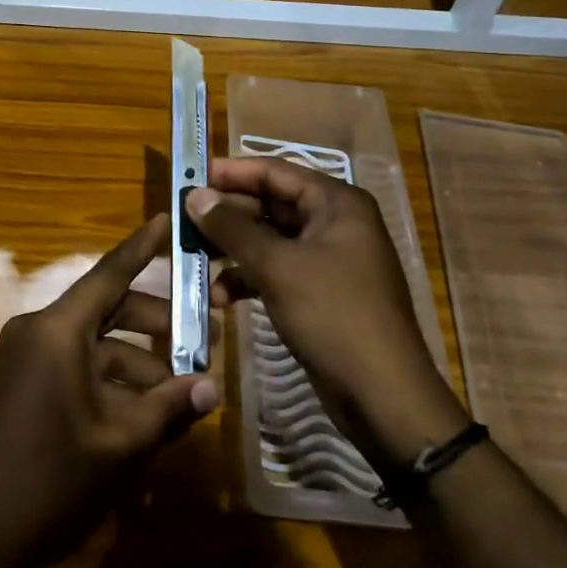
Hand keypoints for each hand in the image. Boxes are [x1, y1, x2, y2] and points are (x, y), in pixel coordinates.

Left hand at [0, 215, 219, 567]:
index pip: (110, 273)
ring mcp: (24, 357)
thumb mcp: (118, 446)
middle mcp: (38, 330)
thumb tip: (212, 388)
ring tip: (180, 394)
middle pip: (107, 310)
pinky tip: (141, 415)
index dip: (143, 246)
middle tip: (204, 341)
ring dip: (136, 363)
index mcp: (58, 330)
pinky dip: (107, 381)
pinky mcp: (19, 384)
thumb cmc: (48, 483)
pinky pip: (73, 366)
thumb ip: (167, 409)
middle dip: (156, 325)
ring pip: (93, 344)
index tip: (168, 218)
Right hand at [186, 158, 464, 467]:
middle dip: (226, 215)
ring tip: (192, 259)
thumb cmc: (333, 315)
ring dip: (232, 250)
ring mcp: (328, 260)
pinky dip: (248, 279)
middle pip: (270, 205)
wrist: (384, 396)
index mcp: (336, 203)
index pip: (275, 171)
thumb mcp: (277, 266)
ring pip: (269, 241)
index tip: (190, 175)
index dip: (231, 172)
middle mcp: (335, 223)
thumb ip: (232, 228)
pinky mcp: (320, 293)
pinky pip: (277, 271)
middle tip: (183, 220)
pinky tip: (218, 296)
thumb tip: (194, 195)